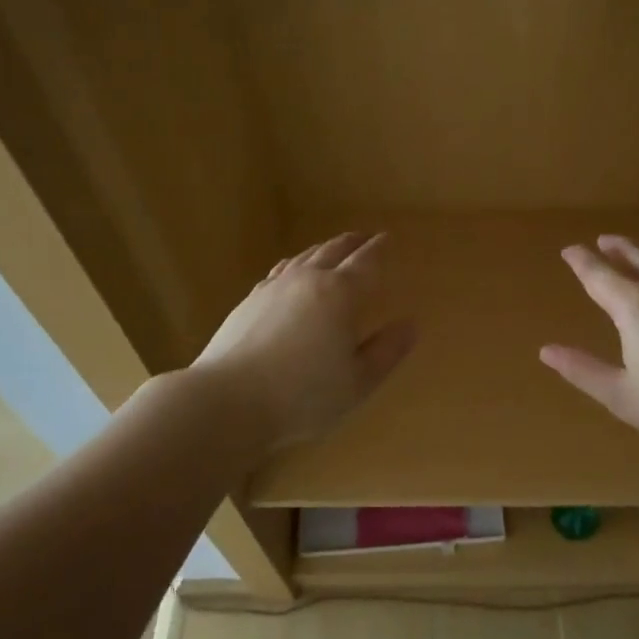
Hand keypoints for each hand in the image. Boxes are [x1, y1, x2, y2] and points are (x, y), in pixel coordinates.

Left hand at [193, 232, 416, 450]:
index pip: (366, 263)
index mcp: (340, 294)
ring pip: (304, 257)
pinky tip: (291, 274)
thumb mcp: (357, 382)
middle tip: (364, 238)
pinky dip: (295, 265)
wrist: (228, 400)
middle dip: (352, 243)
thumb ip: (386, 352)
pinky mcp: (249, 301)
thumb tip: (410, 325)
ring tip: (332, 250)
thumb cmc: (303, 395)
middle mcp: (307, 280)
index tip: (388, 238)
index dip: (380, 250)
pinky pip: (280, 271)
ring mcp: (273, 288)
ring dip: (323, 249)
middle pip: (333, 251)